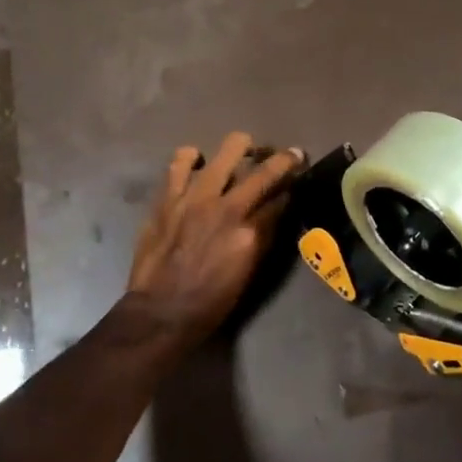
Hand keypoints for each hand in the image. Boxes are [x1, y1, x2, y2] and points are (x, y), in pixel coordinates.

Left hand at [125, 132, 302, 344]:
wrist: (160, 312)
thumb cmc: (210, 302)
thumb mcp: (248, 274)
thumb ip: (264, 237)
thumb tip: (277, 210)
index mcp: (249, 234)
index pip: (281, 199)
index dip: (294, 186)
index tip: (301, 176)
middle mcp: (227, 209)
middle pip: (264, 171)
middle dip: (283, 159)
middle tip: (288, 155)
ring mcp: (195, 198)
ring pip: (227, 152)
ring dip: (240, 149)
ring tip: (241, 151)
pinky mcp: (169, 197)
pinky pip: (180, 162)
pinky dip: (191, 158)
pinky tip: (197, 162)